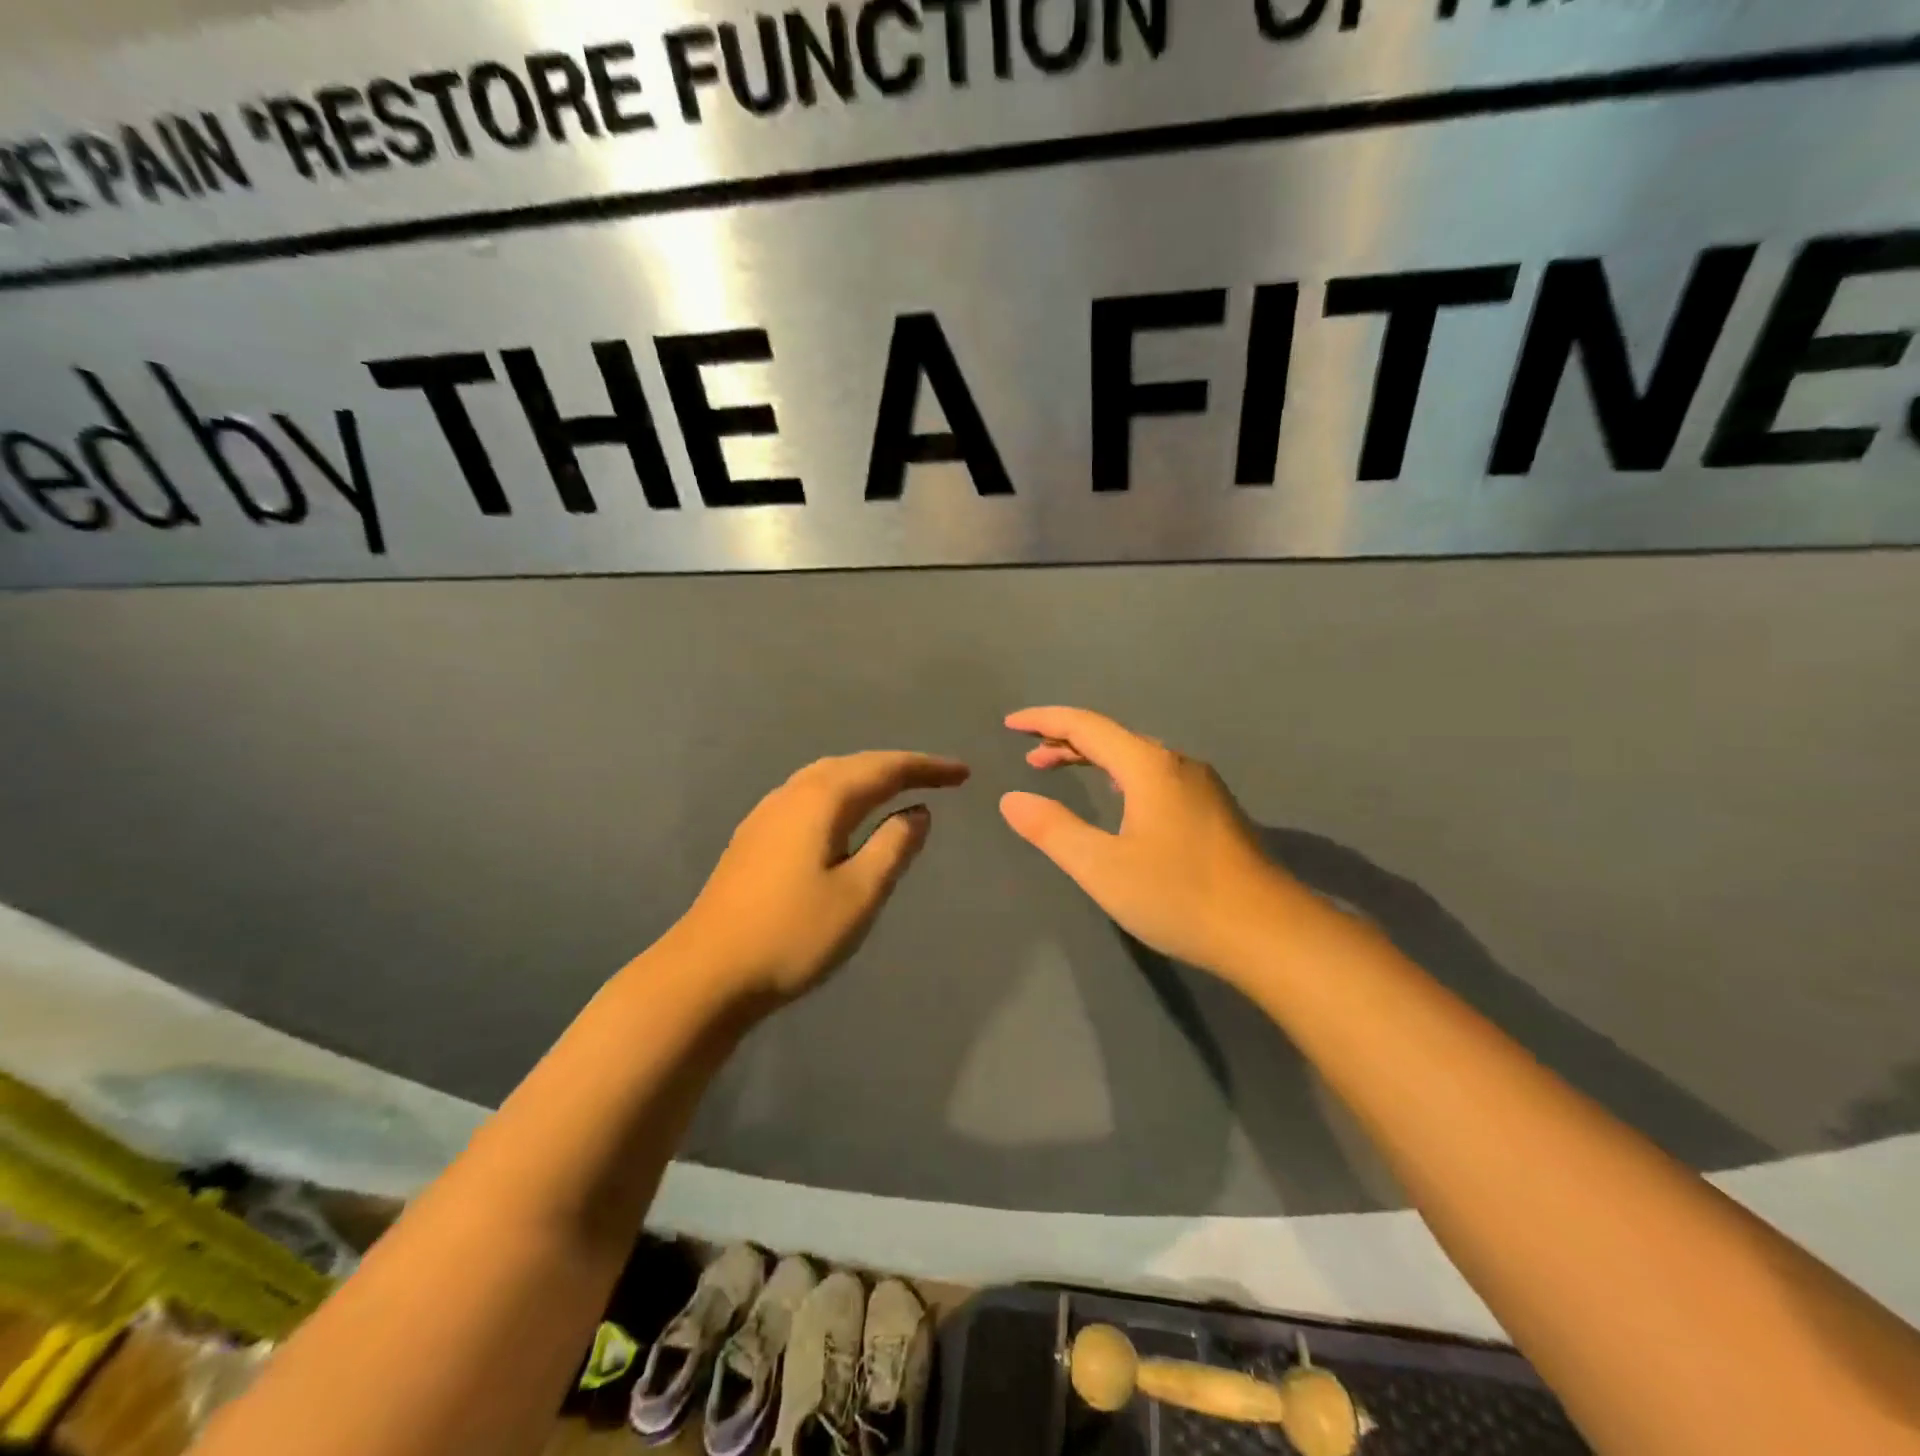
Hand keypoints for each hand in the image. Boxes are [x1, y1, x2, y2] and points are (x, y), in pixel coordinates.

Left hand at [673, 751, 970, 1005]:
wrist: (707, 973)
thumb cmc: (792, 935)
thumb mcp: (859, 895)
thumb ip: (893, 847)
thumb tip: (918, 812)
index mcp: (821, 800)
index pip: (884, 769)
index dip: (926, 767)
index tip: (963, 773)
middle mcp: (791, 795)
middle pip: (853, 765)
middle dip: (898, 767)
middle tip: (937, 777)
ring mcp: (766, 814)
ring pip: (826, 777)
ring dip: (867, 776)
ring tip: (897, 788)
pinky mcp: (753, 837)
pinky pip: (809, 795)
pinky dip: (841, 793)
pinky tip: (845, 816)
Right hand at [1000, 708, 1301, 980]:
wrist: (1269, 933)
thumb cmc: (1179, 896)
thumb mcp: (1102, 867)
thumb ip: (1052, 829)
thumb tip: (1011, 799)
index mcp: (1149, 766)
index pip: (1086, 725)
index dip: (1044, 721)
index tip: (1010, 725)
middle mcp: (1177, 764)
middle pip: (1112, 736)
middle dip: (1065, 741)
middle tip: (1029, 758)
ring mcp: (1201, 786)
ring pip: (1135, 757)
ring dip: (1093, 758)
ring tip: (1060, 771)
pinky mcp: (1214, 811)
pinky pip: (1154, 775)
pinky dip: (1119, 775)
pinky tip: (1117, 798)